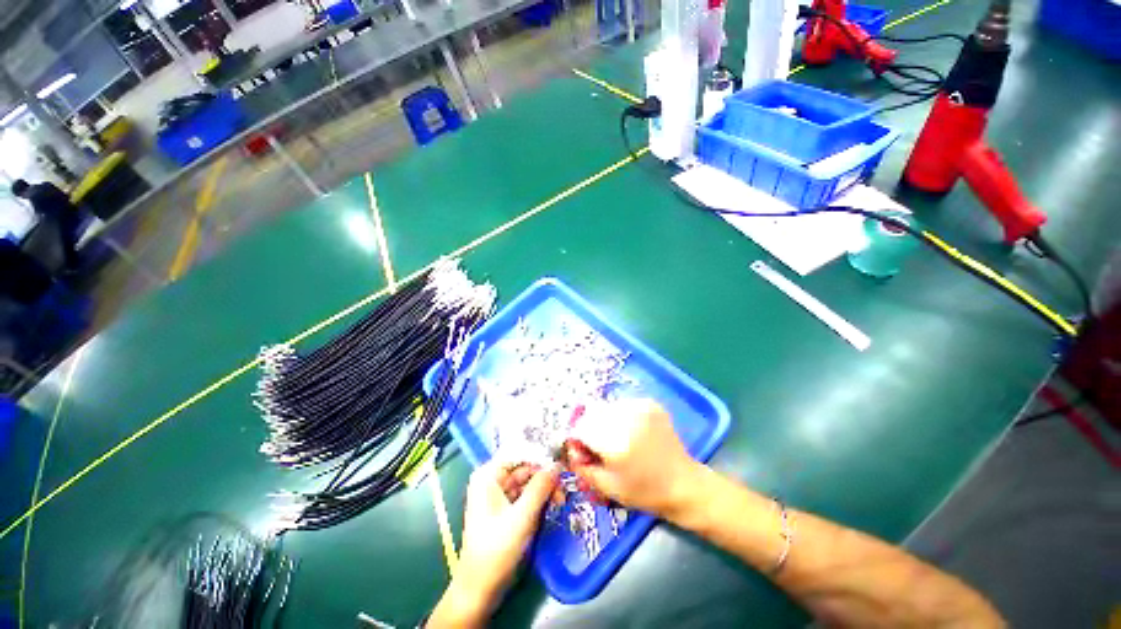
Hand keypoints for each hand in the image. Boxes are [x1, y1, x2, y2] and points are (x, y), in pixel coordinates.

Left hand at [434, 460, 558, 625]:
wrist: (480, 590)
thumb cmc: (496, 550)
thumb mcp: (522, 517)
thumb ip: (540, 487)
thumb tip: (557, 464)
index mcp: (489, 475)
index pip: (519, 453)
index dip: (541, 455)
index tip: (562, 459)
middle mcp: (493, 479)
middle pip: (525, 467)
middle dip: (546, 475)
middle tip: (566, 486)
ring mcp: (500, 494)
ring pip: (528, 481)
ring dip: (546, 488)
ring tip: (562, 499)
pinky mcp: (507, 509)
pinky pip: (527, 495)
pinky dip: (540, 498)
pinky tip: (554, 504)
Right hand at [566, 399, 700, 517]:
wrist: (684, 484)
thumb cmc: (644, 492)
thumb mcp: (607, 487)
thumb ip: (582, 466)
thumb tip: (570, 449)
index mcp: (615, 442)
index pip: (581, 428)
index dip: (578, 439)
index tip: (583, 451)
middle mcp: (627, 418)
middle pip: (592, 413)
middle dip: (590, 427)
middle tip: (600, 446)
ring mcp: (640, 407)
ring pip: (607, 407)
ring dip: (604, 420)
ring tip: (617, 438)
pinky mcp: (650, 403)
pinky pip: (623, 404)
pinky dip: (620, 415)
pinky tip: (631, 431)